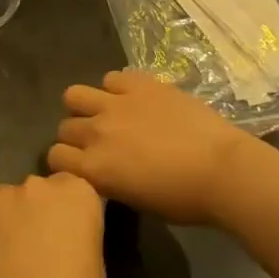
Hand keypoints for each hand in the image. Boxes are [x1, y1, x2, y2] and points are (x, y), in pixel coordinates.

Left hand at [0, 172, 104, 277]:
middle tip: (38, 242)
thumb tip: (66, 242)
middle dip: (39, 209)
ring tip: (6, 245)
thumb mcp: (96, 263)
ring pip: (7, 195)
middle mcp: (41, 184)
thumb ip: (80, 238)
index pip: (74, 187)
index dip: (69, 211)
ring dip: (9, 212)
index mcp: (79, 192)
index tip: (67, 234)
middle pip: (40, 188)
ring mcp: (6, 194)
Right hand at [46, 70, 251, 224]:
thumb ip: (108, 180)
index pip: (55, 156)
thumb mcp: (135, 200)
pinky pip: (111, 77)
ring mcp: (116, 104)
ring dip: (85, 106)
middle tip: (100, 142)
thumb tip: (103, 169)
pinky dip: (115, 88)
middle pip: (64, 127)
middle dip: (76, 136)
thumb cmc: (183, 199)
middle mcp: (96, 132)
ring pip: (74, 95)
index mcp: (93, 168)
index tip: (82, 165)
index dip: (66, 161)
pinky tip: (132, 99)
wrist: (223, 170)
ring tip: (106, 114)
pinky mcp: (140, 84)